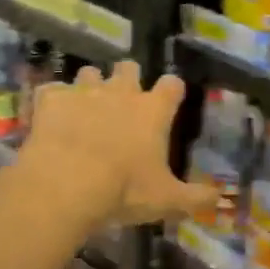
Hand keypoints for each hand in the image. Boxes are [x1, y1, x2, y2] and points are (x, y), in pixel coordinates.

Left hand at [23, 62, 217, 228]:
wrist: (66, 183)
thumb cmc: (124, 189)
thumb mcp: (167, 200)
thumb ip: (196, 198)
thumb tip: (219, 200)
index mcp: (152, 110)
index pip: (172, 85)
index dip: (171, 90)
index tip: (169, 99)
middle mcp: (121, 92)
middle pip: (128, 67)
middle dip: (127, 78)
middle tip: (122, 99)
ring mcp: (84, 92)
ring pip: (89, 73)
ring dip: (89, 86)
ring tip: (84, 107)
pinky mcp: (51, 99)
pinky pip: (51, 90)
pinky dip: (52, 101)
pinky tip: (50, 116)